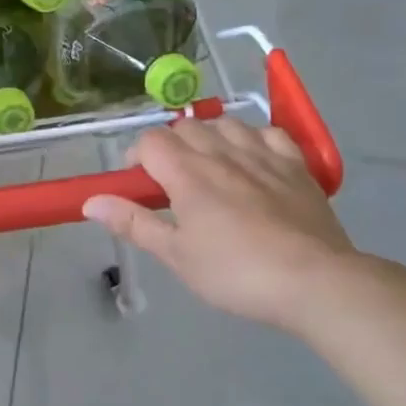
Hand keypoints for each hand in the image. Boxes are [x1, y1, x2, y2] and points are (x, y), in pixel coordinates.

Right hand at [83, 118, 356, 333]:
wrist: (314, 281)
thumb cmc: (235, 273)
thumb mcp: (176, 255)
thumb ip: (134, 223)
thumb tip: (91, 201)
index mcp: (188, 174)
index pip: (151, 142)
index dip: (136, 157)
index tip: (138, 184)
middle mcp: (223, 153)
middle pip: (186, 127)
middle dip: (170, 146)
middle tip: (170, 182)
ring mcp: (263, 155)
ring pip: (227, 124)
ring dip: (209, 137)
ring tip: (209, 166)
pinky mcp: (297, 165)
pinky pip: (269, 134)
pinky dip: (253, 139)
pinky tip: (252, 159)